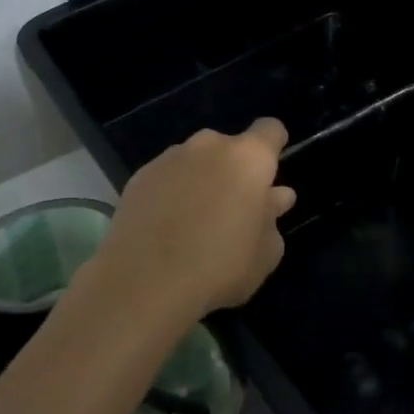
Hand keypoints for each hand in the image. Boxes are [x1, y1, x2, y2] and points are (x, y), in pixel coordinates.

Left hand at [91, 118, 296, 318]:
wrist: (144, 283)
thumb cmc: (220, 266)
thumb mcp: (265, 253)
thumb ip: (272, 217)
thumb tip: (274, 197)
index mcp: (248, 158)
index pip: (270, 130)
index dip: (273, 147)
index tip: (270, 174)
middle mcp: (210, 146)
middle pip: (230, 147)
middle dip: (234, 170)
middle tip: (233, 209)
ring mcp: (170, 158)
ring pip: (196, 160)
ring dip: (202, 180)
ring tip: (195, 222)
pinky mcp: (140, 176)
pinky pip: (167, 177)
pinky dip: (171, 192)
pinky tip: (166, 227)